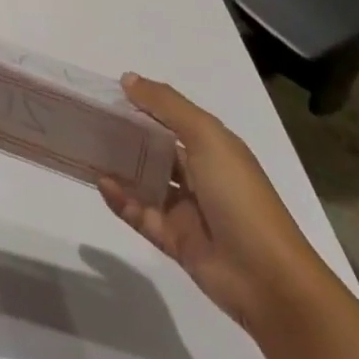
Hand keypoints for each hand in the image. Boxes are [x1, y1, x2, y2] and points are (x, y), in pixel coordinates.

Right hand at [100, 73, 332, 332]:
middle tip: (90, 120)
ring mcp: (188, 210)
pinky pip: (142, 215)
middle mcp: (200, 174)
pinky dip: (122, 200)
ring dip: (121, 167)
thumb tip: (128, 79)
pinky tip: (102, 184)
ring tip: (88, 149)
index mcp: (213, 147)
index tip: (107, 93)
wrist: (269, 280)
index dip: (143, 103)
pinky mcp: (176, 241)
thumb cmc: (239, 196)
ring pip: (146, 182)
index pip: (171, 118)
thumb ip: (166, 106)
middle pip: (156, 149)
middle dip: (127, 134)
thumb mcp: (206, 137)